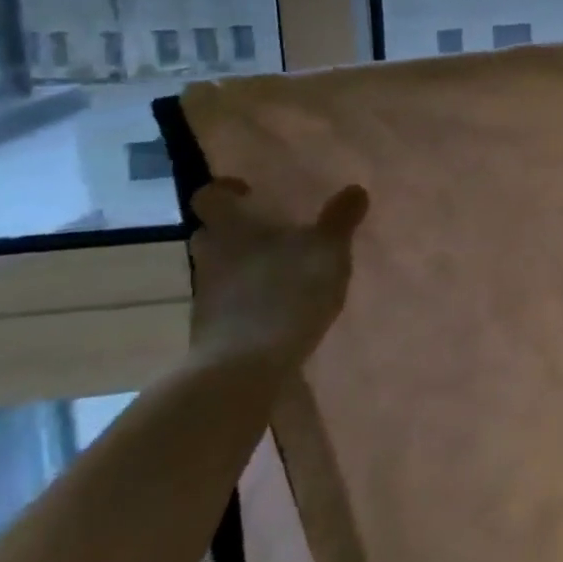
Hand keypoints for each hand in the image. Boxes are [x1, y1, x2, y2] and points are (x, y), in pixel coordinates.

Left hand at [188, 179, 369, 372]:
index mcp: (232, 228)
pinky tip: (280, 306)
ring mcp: (207, 296)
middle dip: (237, 230)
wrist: (241, 372)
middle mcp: (212, 256)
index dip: (225, 190)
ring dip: (245, 266)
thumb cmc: (284, 293)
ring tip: (284, 270)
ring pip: (221, 269)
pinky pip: (229, 303)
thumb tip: (354, 189)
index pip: (209, 196)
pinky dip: (249, 299)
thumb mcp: (327, 251)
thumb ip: (340, 219)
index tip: (251, 192)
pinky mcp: (213, 332)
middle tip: (272, 230)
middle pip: (212, 233)